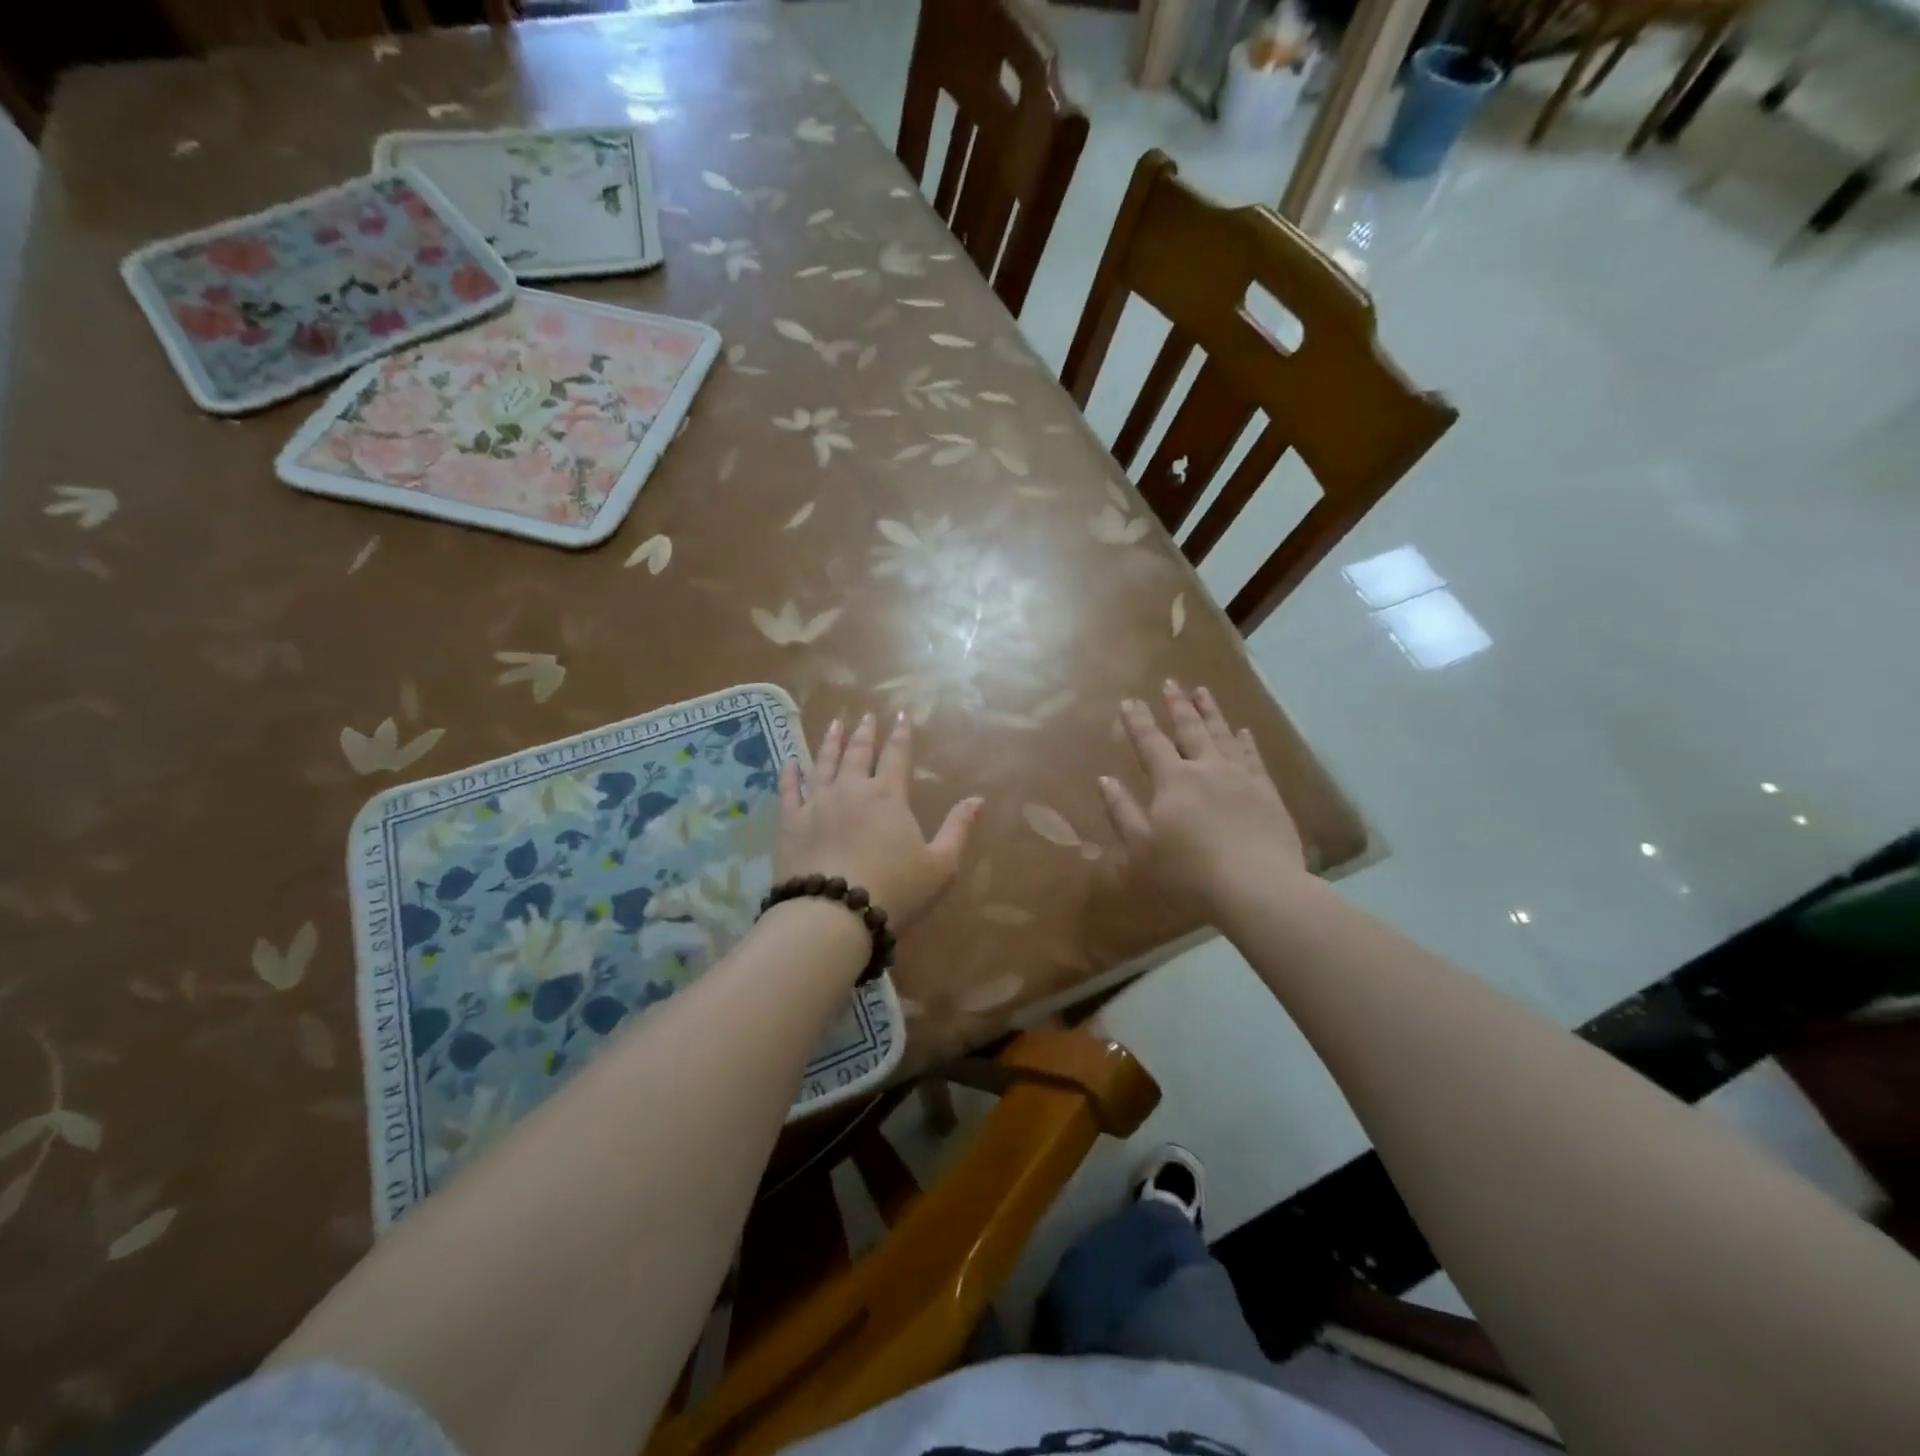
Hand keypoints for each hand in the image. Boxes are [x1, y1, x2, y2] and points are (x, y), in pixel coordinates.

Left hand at [777, 712, 982, 931]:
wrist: (833, 915)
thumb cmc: (895, 890)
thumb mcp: (941, 865)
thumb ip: (958, 828)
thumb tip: (978, 799)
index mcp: (888, 796)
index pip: (897, 755)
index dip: (901, 734)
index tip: (900, 714)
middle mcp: (851, 790)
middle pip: (858, 753)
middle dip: (864, 733)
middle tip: (865, 716)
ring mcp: (816, 803)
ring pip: (823, 763)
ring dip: (830, 742)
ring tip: (834, 724)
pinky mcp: (790, 823)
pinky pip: (788, 790)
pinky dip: (790, 773)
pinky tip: (790, 761)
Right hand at [1099, 682, 1308, 915]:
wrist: (1256, 887)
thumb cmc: (1189, 872)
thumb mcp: (1142, 847)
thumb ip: (1122, 811)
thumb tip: (1104, 780)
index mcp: (1173, 780)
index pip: (1150, 742)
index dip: (1137, 721)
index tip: (1129, 701)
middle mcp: (1206, 768)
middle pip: (1189, 729)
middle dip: (1177, 705)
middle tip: (1170, 682)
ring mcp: (1240, 777)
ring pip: (1223, 734)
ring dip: (1211, 711)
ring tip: (1203, 691)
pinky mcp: (1267, 792)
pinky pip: (1254, 757)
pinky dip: (1246, 741)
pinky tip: (1244, 731)